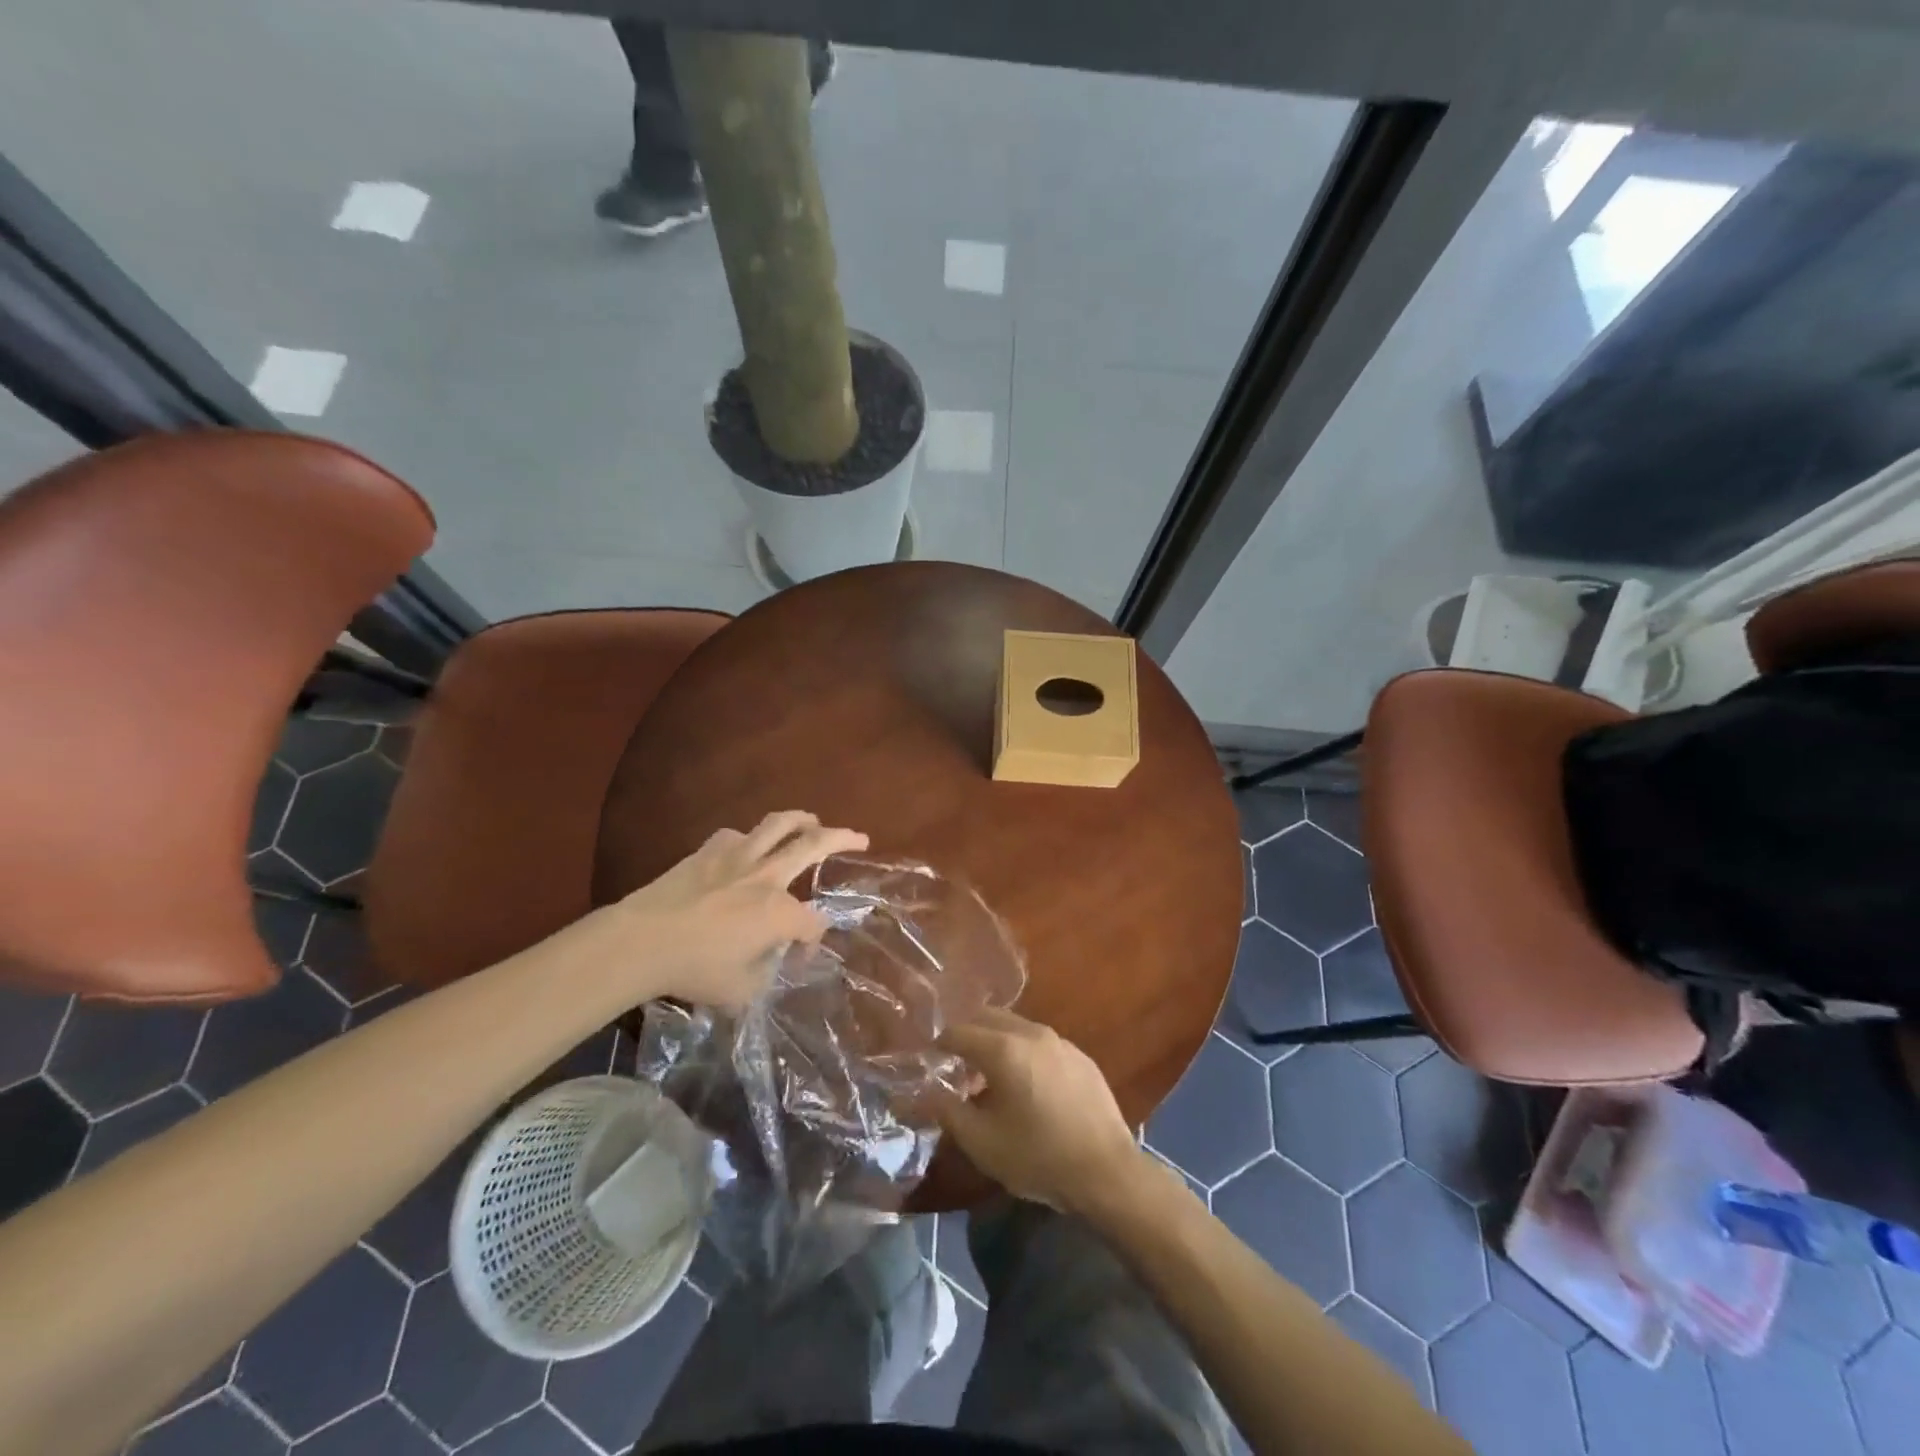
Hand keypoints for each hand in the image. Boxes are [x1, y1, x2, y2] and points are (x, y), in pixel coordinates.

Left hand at [610, 811, 867, 1008]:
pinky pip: (738, 834)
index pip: (813, 922)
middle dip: (843, 839)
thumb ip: (766, 976)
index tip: (802, 953)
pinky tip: (748, 845)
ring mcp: (738, 856)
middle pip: (814, 846)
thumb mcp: (740, 991)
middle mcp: (767, 876)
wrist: (641, 940)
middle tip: (860, 837)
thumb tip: (773, 963)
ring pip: (779, 824)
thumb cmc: (694, 969)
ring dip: (802, 819)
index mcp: (779, 913)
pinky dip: (750, 837)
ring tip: (812, 820)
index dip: (813, 939)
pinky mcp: (709, 850)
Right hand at [934, 1006, 1144, 1215]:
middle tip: (955, 1064)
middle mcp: (1031, 1033)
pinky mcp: (1080, 1055)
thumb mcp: (982, 1142)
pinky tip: (1026, 1084)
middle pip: (988, 1018)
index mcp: (1003, 1049)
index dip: (939, 1044)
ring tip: (989, 1077)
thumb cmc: (1038, 1157)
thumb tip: (920, 1094)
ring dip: (996, 1041)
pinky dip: (1022, 1051)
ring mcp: (1060, 1041)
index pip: (958, 1031)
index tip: (929, 1059)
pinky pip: (1040, 1042)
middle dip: (967, 1034)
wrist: (1107, 1172)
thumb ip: (946, 1111)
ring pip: (1016, 1026)